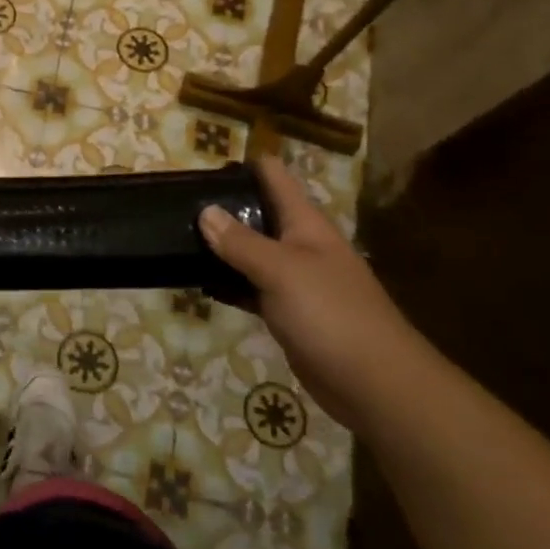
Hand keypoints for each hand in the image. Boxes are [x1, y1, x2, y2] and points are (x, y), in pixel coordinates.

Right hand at [199, 155, 427, 427]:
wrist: (374, 383)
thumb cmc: (331, 314)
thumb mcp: (281, 271)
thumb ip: (241, 242)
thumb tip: (205, 211)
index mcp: (306, 225)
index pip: (274, 178)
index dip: (243, 165)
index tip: (202, 166)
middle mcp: (300, 245)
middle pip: (258, 213)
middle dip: (222, 206)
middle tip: (175, 204)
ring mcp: (294, 280)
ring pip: (250, 252)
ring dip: (220, 246)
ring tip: (176, 237)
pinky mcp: (287, 312)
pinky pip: (250, 286)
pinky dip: (227, 282)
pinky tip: (199, 282)